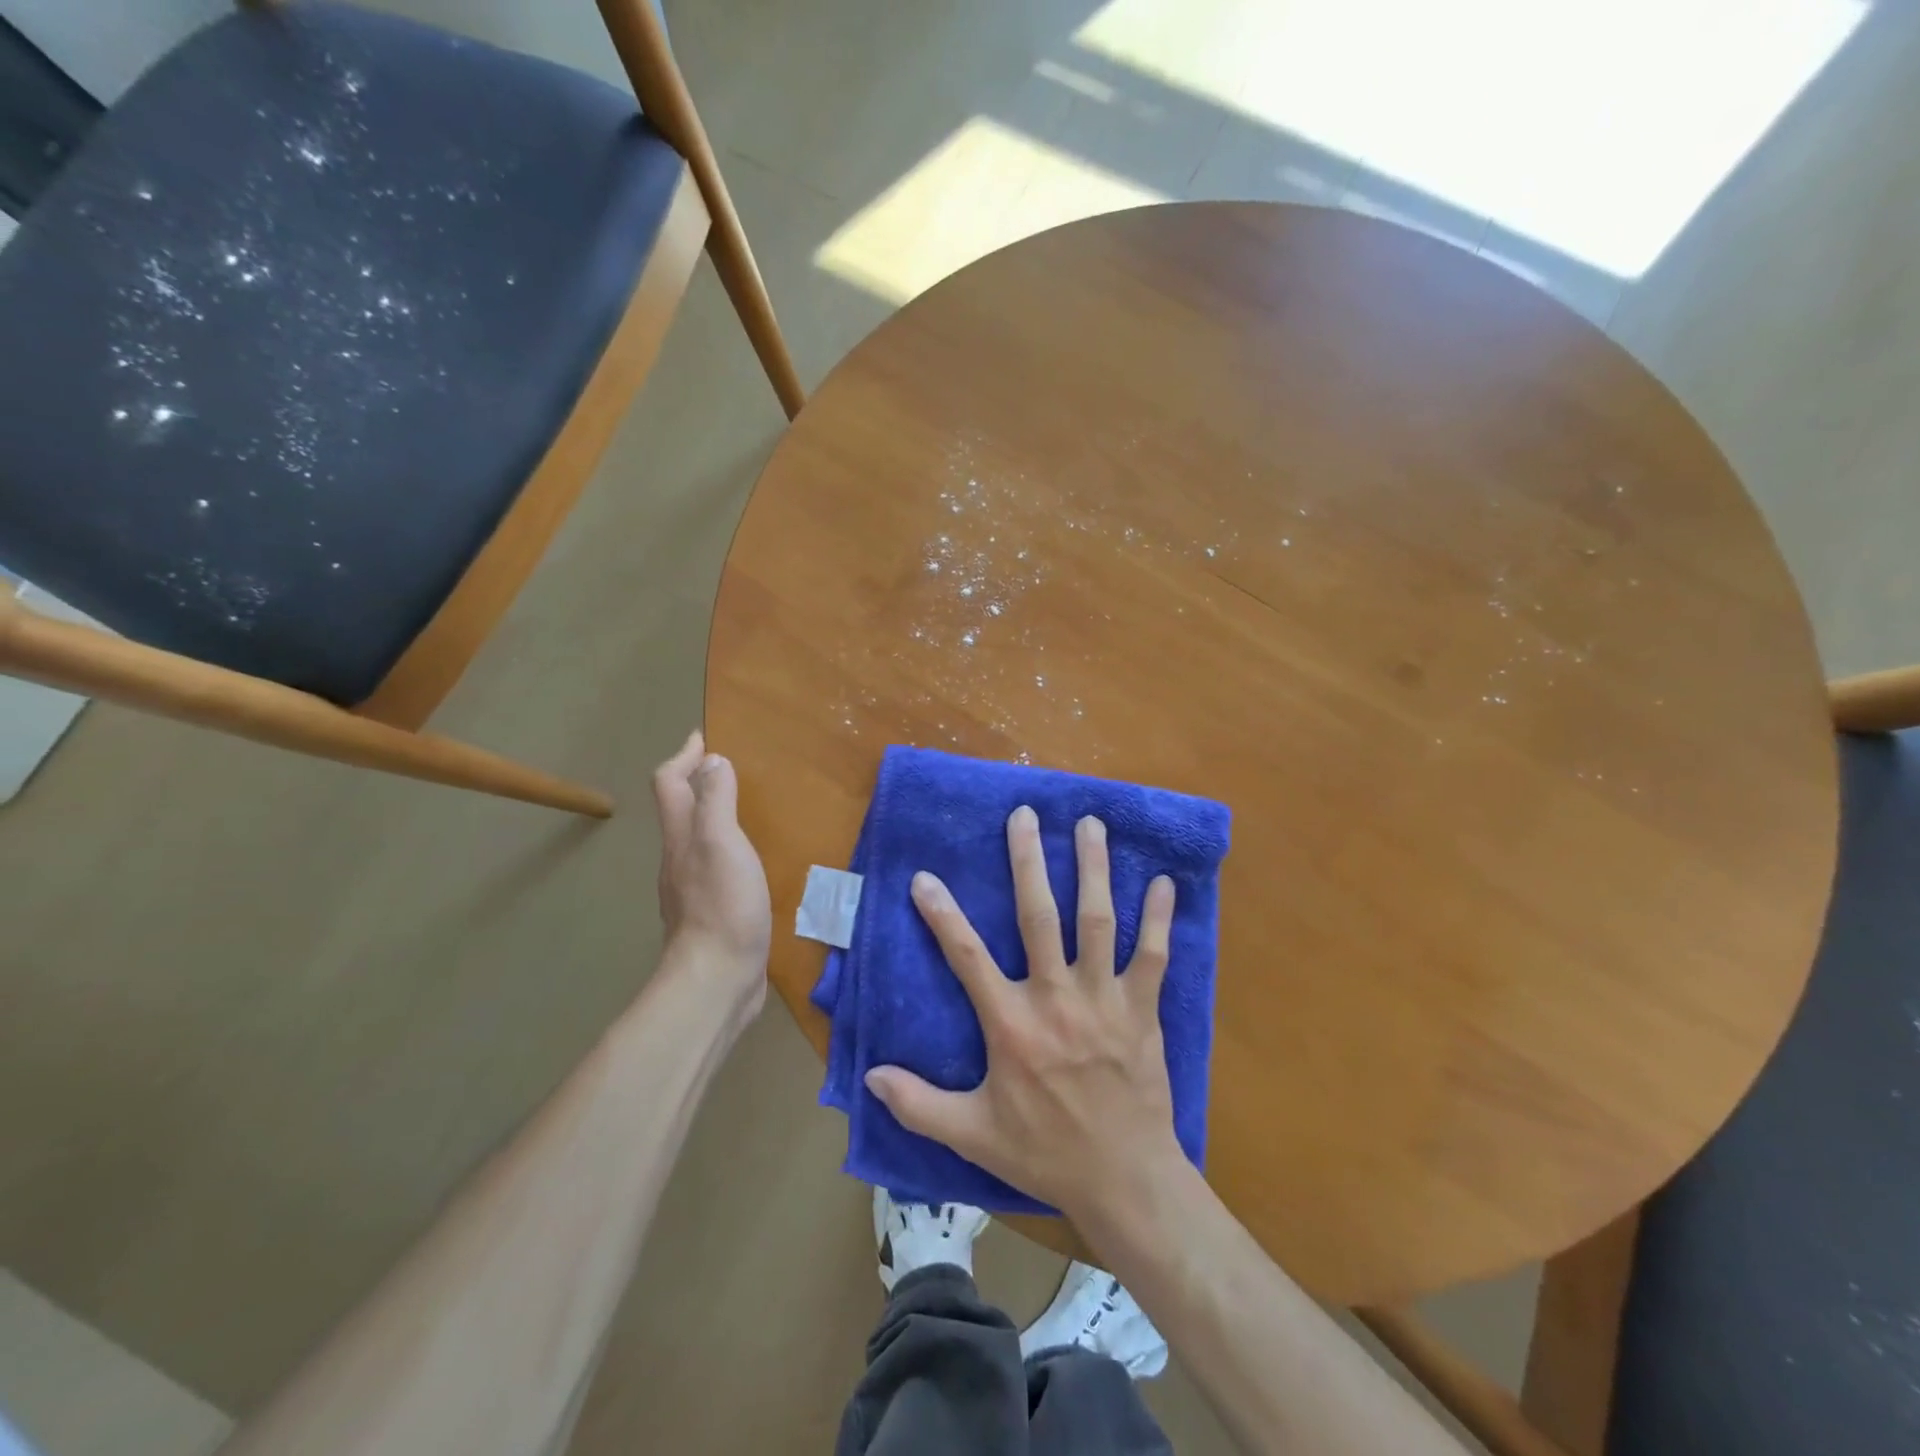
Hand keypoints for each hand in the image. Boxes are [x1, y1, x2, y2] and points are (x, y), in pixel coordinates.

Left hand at [652, 731, 771, 1019]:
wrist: (717, 981)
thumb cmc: (722, 906)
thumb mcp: (722, 843)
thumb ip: (716, 800)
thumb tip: (711, 761)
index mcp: (681, 838)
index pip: (670, 784)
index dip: (683, 756)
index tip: (703, 737)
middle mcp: (680, 860)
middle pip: (680, 811)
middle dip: (699, 783)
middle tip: (729, 770)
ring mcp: (694, 890)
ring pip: (698, 840)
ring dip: (715, 817)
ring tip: (745, 810)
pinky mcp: (713, 915)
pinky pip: (716, 868)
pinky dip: (729, 850)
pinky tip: (751, 861)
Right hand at [863, 806, 1183, 1222]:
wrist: (1125, 1180)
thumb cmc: (1045, 1152)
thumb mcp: (973, 1133)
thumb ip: (919, 1105)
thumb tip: (869, 1077)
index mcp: (1010, 1024)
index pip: (966, 956)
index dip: (942, 914)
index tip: (924, 877)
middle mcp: (1055, 998)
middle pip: (1038, 916)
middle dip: (1029, 862)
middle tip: (1025, 816)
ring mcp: (1103, 1000)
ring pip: (1097, 920)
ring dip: (1092, 869)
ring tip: (1090, 824)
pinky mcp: (1142, 1009)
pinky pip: (1152, 954)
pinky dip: (1158, 917)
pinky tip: (1163, 881)